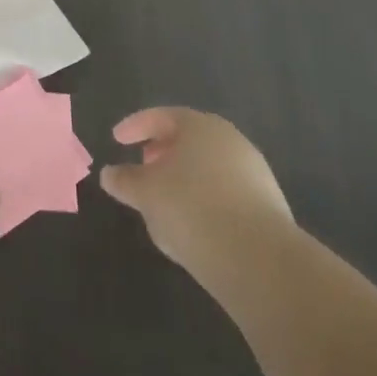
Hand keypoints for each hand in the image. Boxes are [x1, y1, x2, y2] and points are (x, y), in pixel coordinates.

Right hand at [100, 108, 293, 298]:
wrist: (258, 259)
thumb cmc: (191, 208)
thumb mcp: (146, 193)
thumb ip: (125, 180)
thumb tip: (109, 174)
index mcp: (199, 126)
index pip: (161, 116)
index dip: (135, 126)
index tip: (116, 139)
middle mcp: (230, 140)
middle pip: (189, 139)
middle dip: (162, 151)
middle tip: (142, 166)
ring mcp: (254, 171)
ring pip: (208, 166)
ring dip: (184, 177)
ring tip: (164, 200)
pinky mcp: (268, 204)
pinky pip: (226, 192)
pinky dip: (204, 199)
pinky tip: (193, 223)